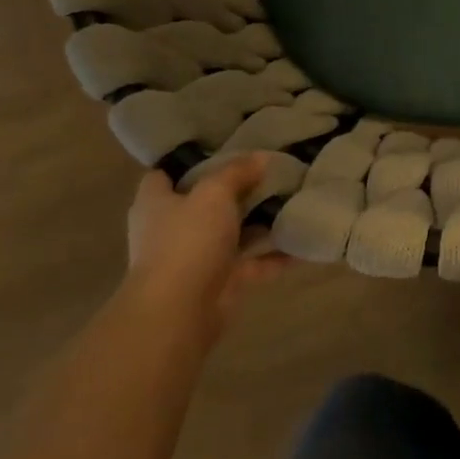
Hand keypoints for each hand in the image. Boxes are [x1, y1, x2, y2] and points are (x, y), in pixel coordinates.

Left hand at [125, 157, 288, 347]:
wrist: (180, 311)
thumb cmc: (187, 241)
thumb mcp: (213, 193)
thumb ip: (236, 172)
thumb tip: (261, 157)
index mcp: (156, 203)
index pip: (164, 175)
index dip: (188, 161)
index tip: (220, 147)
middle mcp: (173, 229)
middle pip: (205, 203)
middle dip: (235, 190)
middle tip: (268, 170)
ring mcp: (197, 257)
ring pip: (232, 233)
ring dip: (258, 222)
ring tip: (292, 199)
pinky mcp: (221, 281)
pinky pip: (253, 263)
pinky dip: (275, 256)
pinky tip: (303, 242)